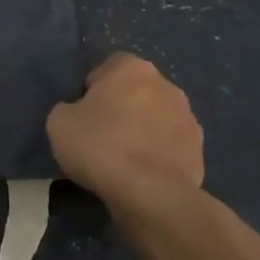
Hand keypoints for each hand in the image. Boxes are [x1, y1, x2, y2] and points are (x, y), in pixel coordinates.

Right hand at [47, 53, 203, 217]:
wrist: (149, 193)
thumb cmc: (100, 147)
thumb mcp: (59, 122)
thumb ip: (69, 109)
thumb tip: (79, 113)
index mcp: (132, 68)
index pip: (110, 66)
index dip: (95, 87)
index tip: (84, 112)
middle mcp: (166, 84)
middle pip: (138, 90)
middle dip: (124, 107)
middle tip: (103, 135)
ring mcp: (188, 117)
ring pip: (159, 117)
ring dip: (145, 130)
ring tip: (126, 160)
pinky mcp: (200, 150)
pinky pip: (172, 146)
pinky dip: (160, 155)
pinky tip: (145, 176)